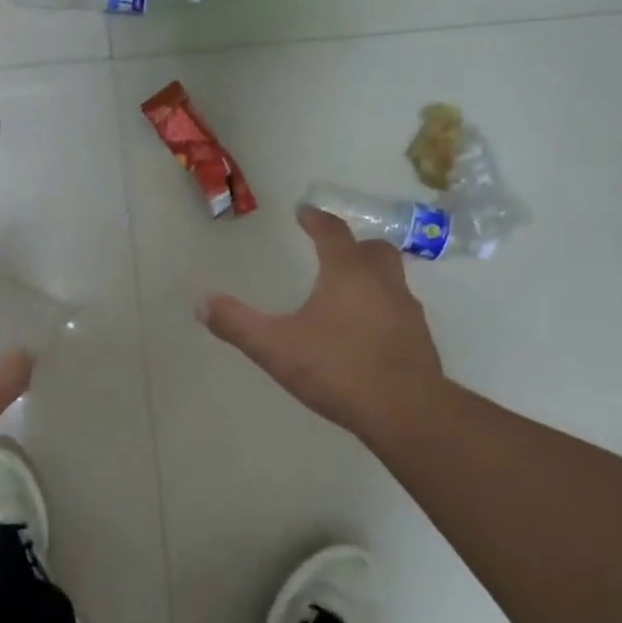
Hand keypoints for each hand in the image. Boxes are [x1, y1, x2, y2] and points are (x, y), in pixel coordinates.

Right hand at [200, 205, 445, 445]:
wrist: (404, 410)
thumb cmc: (337, 369)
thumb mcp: (275, 348)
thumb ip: (237, 324)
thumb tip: (202, 303)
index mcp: (348, 272)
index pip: (332, 232)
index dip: (316, 219)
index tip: (305, 212)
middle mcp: (382, 281)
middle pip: (372, 248)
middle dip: (352, 244)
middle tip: (333, 251)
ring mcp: (407, 309)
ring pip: (391, 277)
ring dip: (370, 275)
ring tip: (347, 292)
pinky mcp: (419, 338)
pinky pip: (399, 309)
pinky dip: (382, 308)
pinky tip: (366, 331)